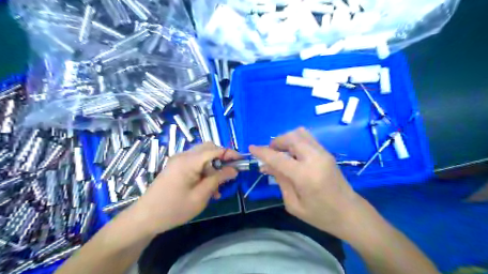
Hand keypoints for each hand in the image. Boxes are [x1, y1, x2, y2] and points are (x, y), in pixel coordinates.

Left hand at [132, 142, 239, 234]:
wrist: (144, 218)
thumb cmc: (173, 209)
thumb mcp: (200, 196)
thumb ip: (218, 179)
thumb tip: (233, 170)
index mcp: (188, 161)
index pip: (214, 150)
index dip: (230, 153)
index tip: (242, 161)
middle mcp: (183, 156)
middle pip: (208, 148)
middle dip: (222, 157)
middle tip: (230, 172)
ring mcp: (178, 161)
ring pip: (202, 156)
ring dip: (213, 167)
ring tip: (218, 187)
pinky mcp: (176, 167)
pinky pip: (195, 163)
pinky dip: (204, 171)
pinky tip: (207, 187)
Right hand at [252, 128, 361, 238]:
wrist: (350, 213)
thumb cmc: (320, 215)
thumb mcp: (294, 204)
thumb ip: (280, 181)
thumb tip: (266, 165)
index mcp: (305, 175)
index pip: (278, 158)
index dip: (263, 152)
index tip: (251, 148)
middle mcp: (315, 158)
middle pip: (291, 138)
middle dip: (276, 142)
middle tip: (270, 153)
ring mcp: (323, 152)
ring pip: (300, 133)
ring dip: (286, 139)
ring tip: (281, 153)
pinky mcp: (327, 152)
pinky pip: (307, 138)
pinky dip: (295, 141)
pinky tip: (293, 154)